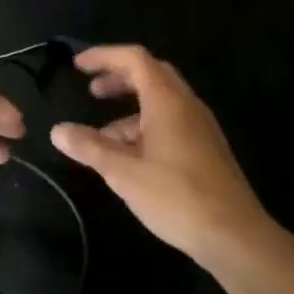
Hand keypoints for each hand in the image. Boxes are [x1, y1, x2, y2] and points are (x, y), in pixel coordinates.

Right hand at [51, 46, 287, 267]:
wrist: (236, 238)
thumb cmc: (176, 196)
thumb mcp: (123, 172)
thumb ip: (89, 147)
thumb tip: (57, 131)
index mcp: (167, 101)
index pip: (134, 58)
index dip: (104, 56)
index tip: (77, 66)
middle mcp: (187, 105)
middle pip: (150, 74)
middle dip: (118, 77)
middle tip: (92, 91)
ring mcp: (200, 128)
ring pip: (160, 102)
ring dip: (129, 108)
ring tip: (102, 136)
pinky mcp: (206, 150)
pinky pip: (171, 122)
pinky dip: (144, 127)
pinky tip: (129, 157)